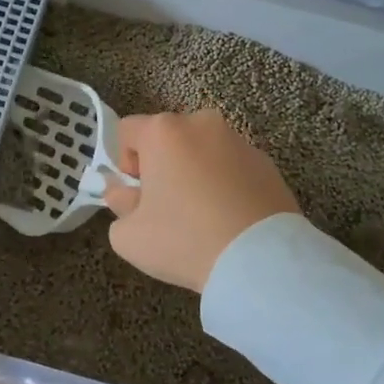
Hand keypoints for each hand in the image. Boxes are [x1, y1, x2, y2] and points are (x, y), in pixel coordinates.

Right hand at [104, 109, 300, 291]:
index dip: (124, 161)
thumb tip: (124, 192)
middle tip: (166, 206)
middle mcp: (202, 123)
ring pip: (203, 150)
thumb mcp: (129, 235)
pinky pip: (232, 166)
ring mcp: (238, 140)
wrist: (259, 259)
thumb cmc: (184, 240)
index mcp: (163, 131)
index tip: (137, 193)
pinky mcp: (266, 162)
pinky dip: (225, 182)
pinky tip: (229, 218)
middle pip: (168, 137)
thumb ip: (117, 204)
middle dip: (162, 164)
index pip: (127, 130)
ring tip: (202, 214)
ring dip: (195, 171)